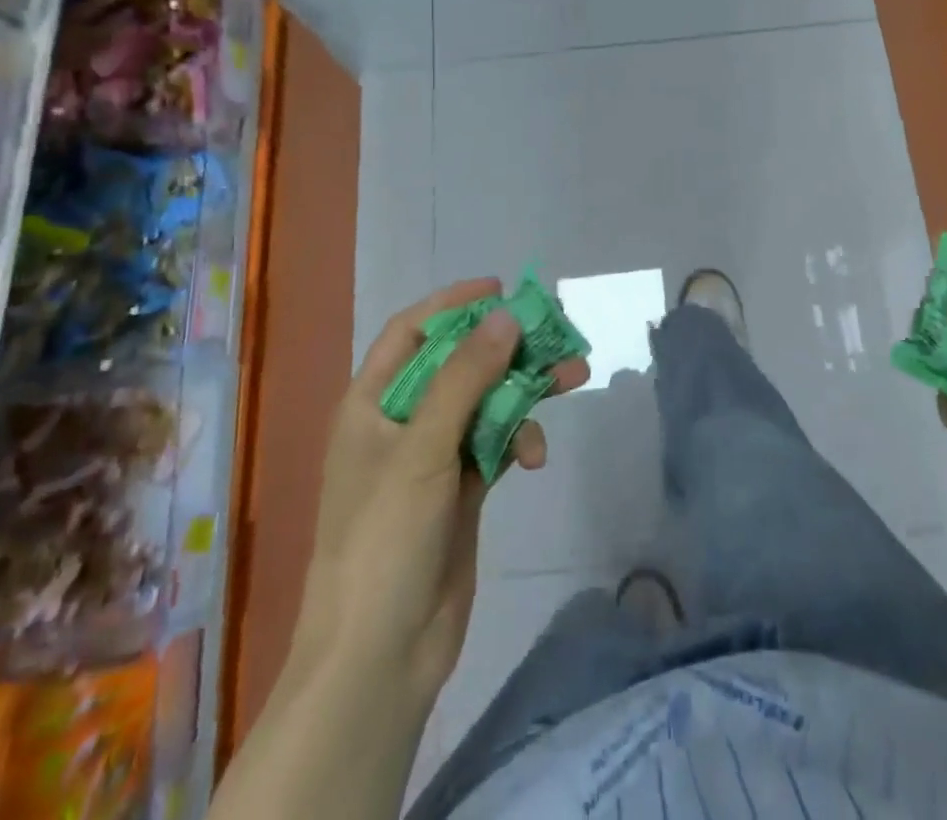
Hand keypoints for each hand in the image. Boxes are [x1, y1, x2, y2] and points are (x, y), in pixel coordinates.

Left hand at [294, 278, 590, 710]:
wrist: (381, 657)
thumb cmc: (384, 538)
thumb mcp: (422, 448)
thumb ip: (466, 378)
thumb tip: (506, 315)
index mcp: (372, 404)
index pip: (413, 332)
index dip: (454, 304)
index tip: (502, 290)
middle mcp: (402, 422)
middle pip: (460, 364)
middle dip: (506, 347)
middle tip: (555, 331)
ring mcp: (433, 458)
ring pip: (486, 402)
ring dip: (525, 389)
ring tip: (573, 374)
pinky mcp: (462, 490)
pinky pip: (497, 443)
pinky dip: (520, 439)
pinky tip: (537, 455)